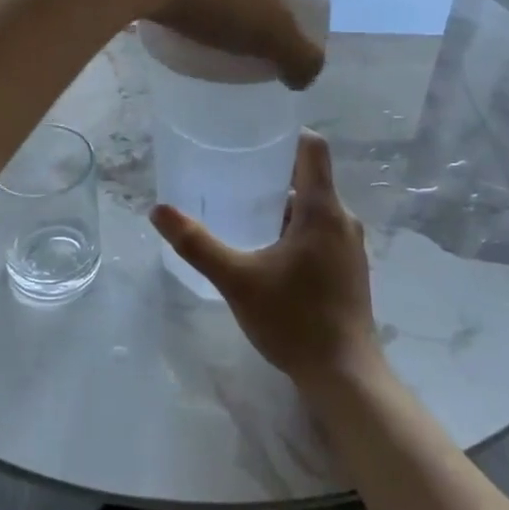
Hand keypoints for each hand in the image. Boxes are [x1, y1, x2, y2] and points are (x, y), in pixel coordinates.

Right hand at [151, 131, 380, 389]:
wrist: (344, 375)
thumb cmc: (294, 319)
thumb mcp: (237, 279)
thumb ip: (197, 243)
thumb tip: (158, 210)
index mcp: (322, 209)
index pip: (313, 148)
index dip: (286, 134)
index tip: (254, 135)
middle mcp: (343, 219)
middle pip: (309, 178)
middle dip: (273, 174)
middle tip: (233, 175)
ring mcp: (350, 246)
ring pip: (314, 209)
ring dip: (282, 206)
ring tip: (243, 212)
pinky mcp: (349, 268)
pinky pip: (320, 232)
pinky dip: (295, 230)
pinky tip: (267, 251)